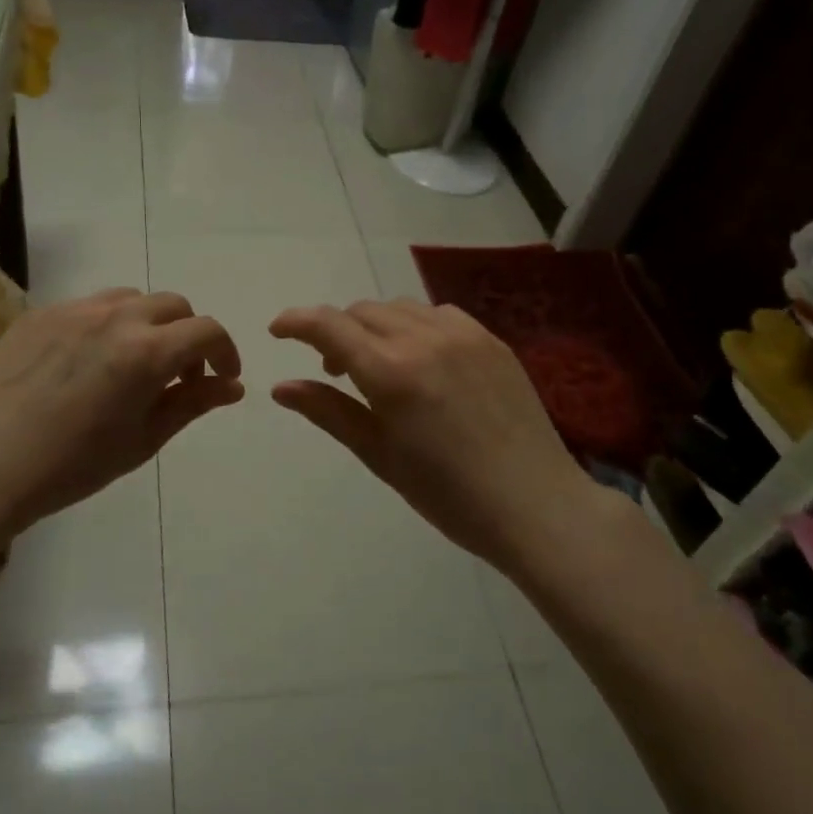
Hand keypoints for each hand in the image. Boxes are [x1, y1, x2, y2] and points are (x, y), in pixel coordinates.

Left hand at [0, 289, 242, 538]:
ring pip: (130, 299)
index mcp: (147, 351)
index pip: (206, 331)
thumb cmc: (74, 464)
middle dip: (188, 336)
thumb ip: (192, 403)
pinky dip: (106, 324)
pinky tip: (88, 362)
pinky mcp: (39, 314)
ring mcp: (73, 309)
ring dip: (148, 324)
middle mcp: (115, 316)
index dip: (224, 352)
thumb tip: (232, 386)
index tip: (222, 378)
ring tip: (133, 363)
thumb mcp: (144, 439)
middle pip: (173, 305)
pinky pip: (88, 306)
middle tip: (177, 376)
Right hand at [269, 299, 604, 566]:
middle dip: (336, 331)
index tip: (278, 330)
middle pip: (362, 312)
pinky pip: (439, 314)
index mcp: (391, 371)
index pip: (329, 326)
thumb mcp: (379, 455)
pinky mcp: (492, 340)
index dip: (296, 321)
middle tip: (334, 369)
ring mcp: (463, 334)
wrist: (535, 504)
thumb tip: (280, 387)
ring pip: (400, 309)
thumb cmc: (447, 494)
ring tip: (378, 365)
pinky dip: (415, 326)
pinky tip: (422, 360)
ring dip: (375, 327)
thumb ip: (328, 412)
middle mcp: (424, 339)